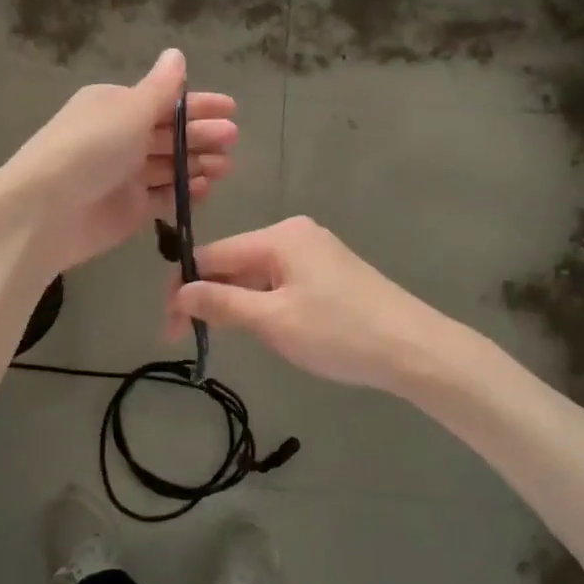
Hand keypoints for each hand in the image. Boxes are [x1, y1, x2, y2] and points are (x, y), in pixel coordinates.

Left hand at [0, 49, 236, 272]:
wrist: (47, 210)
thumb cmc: (90, 148)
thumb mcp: (128, 109)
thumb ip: (160, 87)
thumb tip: (176, 54)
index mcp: (116, 106)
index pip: (165, 101)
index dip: (199, 104)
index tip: (232, 109)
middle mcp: (121, 137)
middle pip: (171, 133)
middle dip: (202, 135)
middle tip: (231, 139)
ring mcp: (125, 175)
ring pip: (171, 165)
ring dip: (198, 162)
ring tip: (225, 166)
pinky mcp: (130, 208)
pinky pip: (164, 196)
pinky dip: (185, 192)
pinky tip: (205, 189)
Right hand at [166, 216, 456, 393]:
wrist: (414, 349)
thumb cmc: (338, 332)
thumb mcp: (273, 320)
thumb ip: (222, 302)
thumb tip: (178, 291)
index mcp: (279, 236)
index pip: (213, 255)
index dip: (185, 289)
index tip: (170, 328)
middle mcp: (295, 234)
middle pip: (234, 262)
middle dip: (210, 298)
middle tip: (190, 339)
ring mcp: (316, 252)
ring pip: (257, 275)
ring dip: (236, 303)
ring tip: (228, 338)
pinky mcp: (330, 272)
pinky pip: (280, 282)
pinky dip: (263, 304)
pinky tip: (264, 328)